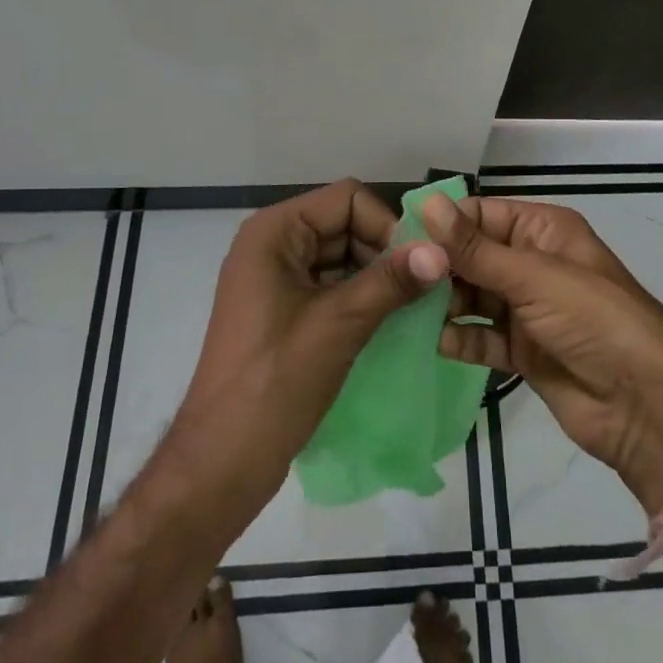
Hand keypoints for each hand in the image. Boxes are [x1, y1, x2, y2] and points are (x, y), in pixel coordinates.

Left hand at [167, 180, 448, 512]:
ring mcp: (276, 278)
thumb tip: (441, 251)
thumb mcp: (339, 324)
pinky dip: (361, 297)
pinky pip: (332, 285)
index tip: (415, 265)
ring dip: (377, 276)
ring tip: (412, 307)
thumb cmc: (275, 382)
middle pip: (345, 224)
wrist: (221, 463)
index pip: (346, 199)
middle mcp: (273, 244)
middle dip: (384, 251)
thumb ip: (391, 281)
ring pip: (343, 256)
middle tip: (422, 289)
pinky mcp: (284, 310)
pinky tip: (390, 321)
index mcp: (274, 232)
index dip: (385, 224)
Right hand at [420, 195, 662, 509]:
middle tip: (394, 280)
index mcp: (544, 230)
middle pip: (474, 256)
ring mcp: (528, 309)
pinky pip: (481, 336)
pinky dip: (459, 337)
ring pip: (473, 296)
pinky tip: (430, 342)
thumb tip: (425, 203)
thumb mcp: (533, 277)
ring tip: (404, 310)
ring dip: (444, 302)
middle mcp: (533, 263)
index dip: (443, 225)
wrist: (644, 407)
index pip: (482, 215)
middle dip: (439, 267)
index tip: (397, 238)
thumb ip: (475, 248)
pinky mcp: (522, 351)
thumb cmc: (593, 320)